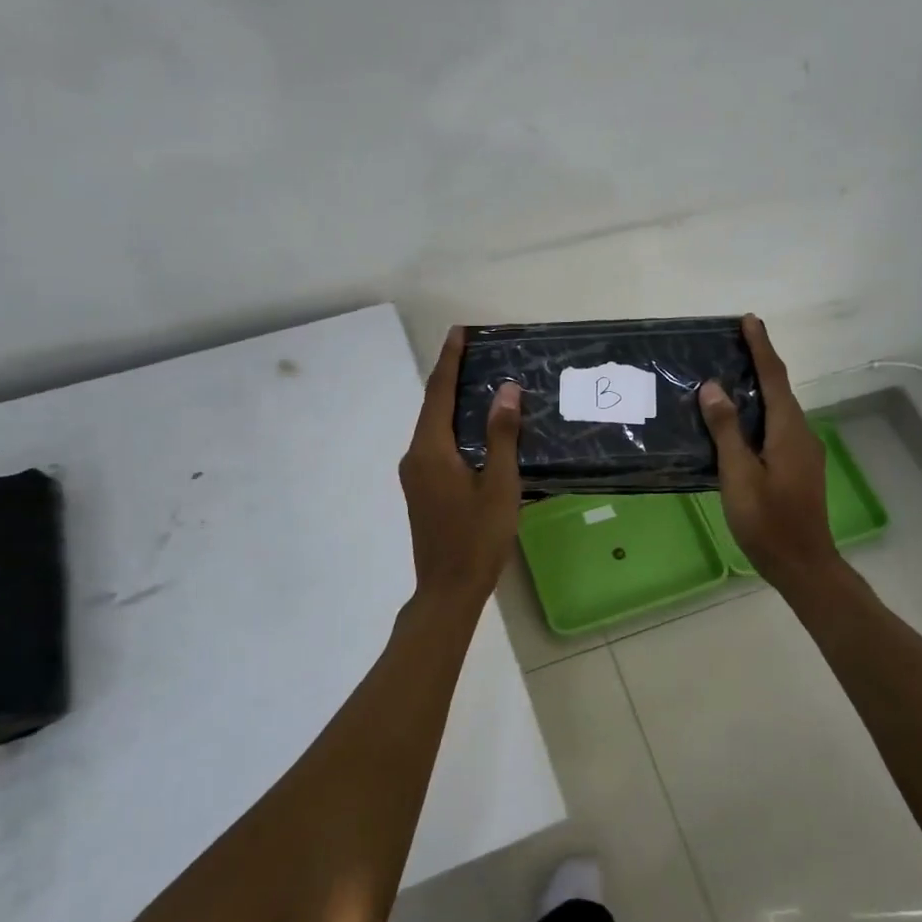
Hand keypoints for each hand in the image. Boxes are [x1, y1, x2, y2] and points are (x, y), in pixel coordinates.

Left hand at [400, 328, 522, 607]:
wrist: (448, 589)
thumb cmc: (478, 537)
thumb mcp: (499, 485)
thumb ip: (501, 436)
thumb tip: (506, 390)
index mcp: (431, 450)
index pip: (440, 392)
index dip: (450, 359)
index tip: (459, 332)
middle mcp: (415, 456)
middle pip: (433, 406)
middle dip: (451, 376)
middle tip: (475, 352)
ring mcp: (415, 475)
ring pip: (434, 427)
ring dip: (453, 402)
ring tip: (478, 383)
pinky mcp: (422, 489)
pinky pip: (436, 445)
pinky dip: (453, 427)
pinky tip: (474, 429)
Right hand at [698, 315, 837, 588]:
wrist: (803, 565)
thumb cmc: (767, 521)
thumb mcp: (739, 475)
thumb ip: (726, 430)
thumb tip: (713, 388)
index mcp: (788, 431)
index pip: (774, 377)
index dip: (761, 347)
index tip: (749, 320)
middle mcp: (801, 434)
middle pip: (780, 389)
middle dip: (760, 362)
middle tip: (733, 343)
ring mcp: (803, 452)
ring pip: (779, 410)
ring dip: (759, 388)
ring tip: (731, 377)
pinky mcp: (799, 468)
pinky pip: (778, 428)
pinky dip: (760, 413)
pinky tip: (739, 423)